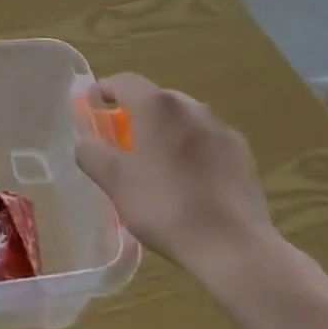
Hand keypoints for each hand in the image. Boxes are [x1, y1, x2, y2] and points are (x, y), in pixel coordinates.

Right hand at [76, 73, 283, 295]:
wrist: (234, 247)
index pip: (123, 81)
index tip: (92, 107)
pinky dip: (192, 148)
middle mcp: (191, 106)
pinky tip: (189, 179)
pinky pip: (207, 140)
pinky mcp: (242, 153)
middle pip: (155, 98)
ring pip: (183, 119)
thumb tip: (85, 142)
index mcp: (157, 106)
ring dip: (165, 130)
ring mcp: (220, 128)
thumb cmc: (166, 207)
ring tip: (156, 161)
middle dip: (135, 112)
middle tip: (122, 138)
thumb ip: (92, 154)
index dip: (103, 90)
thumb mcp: (115, 182)